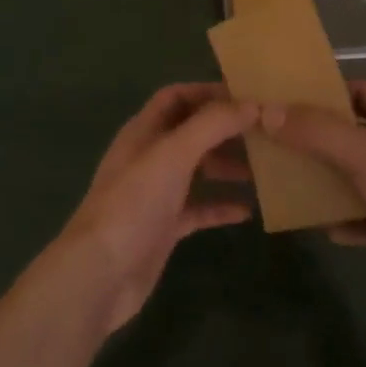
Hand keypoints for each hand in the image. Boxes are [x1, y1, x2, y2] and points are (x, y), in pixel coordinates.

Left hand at [63, 83, 256, 332]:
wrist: (101, 274)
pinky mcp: (164, 226)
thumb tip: (252, 104)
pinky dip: (221, 206)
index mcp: (143, 131)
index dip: (207, 92)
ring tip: (264, 168)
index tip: (246, 96)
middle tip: (265, 132)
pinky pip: (198, 208)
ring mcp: (156, 193)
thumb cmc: (134, 203)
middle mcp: (149, 157)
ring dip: (227, 166)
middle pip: (191, 132)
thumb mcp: (173, 154)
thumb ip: (212, 125)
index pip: (176, 97)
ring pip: (197, 170)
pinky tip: (248, 211)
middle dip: (225, 129)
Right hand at [261, 81, 365, 313]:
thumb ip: (316, 133)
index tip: (293, 101)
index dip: (330, 93)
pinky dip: (345, 223)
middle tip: (282, 144)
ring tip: (292, 185)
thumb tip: (267, 112)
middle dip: (321, 142)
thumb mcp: (364, 154)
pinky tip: (323, 228)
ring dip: (329, 184)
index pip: (364, 94)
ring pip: (358, 182)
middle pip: (356, 139)